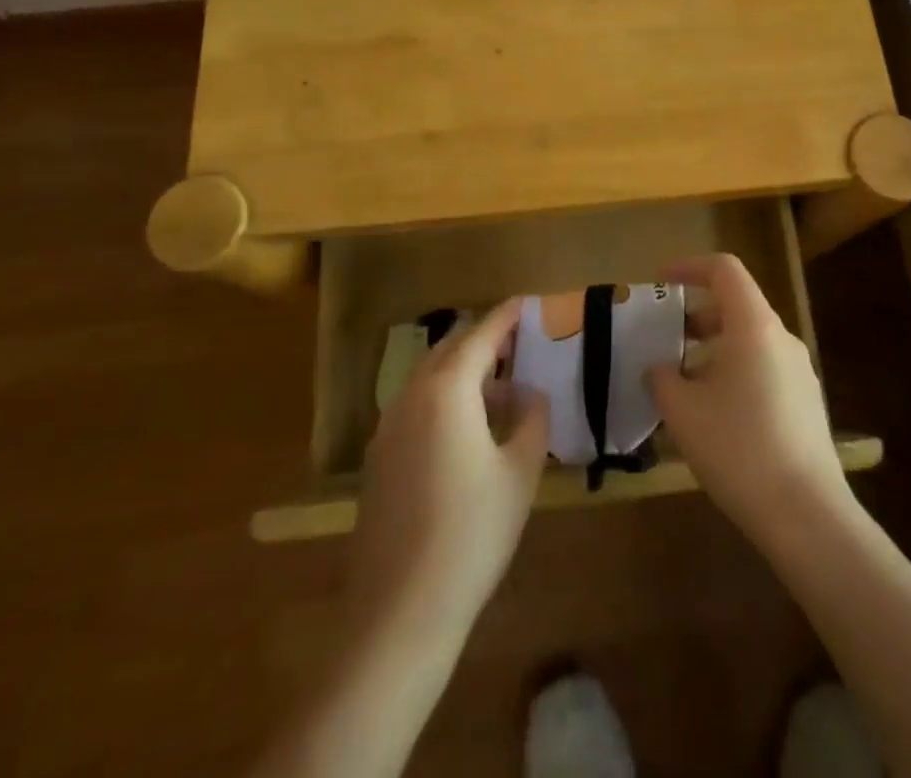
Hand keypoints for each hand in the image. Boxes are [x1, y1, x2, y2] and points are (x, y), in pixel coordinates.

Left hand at [349, 300, 549, 632]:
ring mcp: (388, 427)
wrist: (400, 609)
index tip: (525, 302)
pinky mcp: (379, 458)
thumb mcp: (520, 471)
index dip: (505, 317)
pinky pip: (416, 406)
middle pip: (449, 350)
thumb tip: (530, 394)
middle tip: (517, 343)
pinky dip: (444, 398)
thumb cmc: (472, 531)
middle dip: (483, 340)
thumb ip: (531, 418)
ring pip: (429, 378)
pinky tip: (467, 428)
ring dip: (463, 371)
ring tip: (499, 387)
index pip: (481, 336)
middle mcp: (411, 396)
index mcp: (447, 389)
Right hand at [647, 254, 853, 540]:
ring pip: (749, 340)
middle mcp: (781, 338)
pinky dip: (733, 371)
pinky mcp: (806, 402)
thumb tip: (659, 368)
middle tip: (663, 338)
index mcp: (754, 326)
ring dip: (712, 348)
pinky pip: (763, 368)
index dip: (689, 267)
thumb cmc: (738, 448)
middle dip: (695, 316)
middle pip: (736, 305)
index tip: (661, 282)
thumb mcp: (683, 411)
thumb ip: (662, 378)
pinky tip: (712, 413)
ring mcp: (799, 371)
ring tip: (681, 381)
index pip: (725, 270)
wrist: (806, 514)